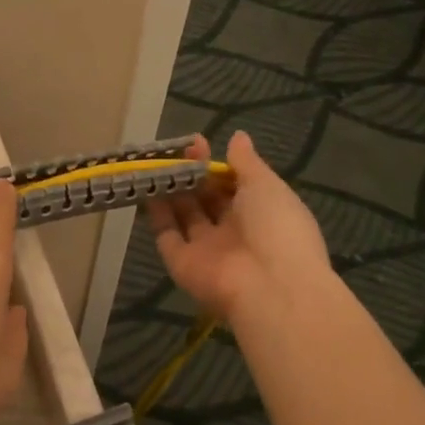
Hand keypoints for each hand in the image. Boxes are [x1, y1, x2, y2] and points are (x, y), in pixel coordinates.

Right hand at [144, 131, 330, 322]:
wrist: (269, 287)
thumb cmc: (277, 228)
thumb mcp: (267, 186)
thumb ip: (247, 162)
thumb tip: (238, 137)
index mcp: (261, 214)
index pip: (234, 186)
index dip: (216, 165)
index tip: (197, 143)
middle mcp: (233, 232)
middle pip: (207, 200)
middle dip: (192, 175)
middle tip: (174, 151)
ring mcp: (206, 249)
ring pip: (184, 216)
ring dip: (172, 190)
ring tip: (155, 163)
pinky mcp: (181, 263)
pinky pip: (166, 235)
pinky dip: (156, 214)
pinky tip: (147, 188)